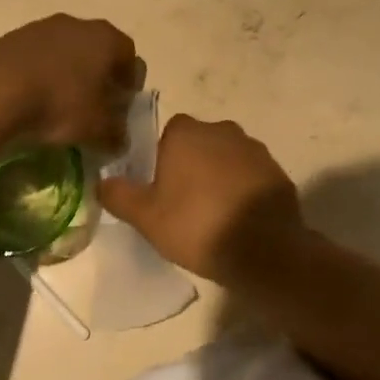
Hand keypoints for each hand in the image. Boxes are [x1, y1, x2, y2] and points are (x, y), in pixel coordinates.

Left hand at [0, 15, 140, 150]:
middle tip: (94, 106)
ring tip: (59, 105)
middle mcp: (77, 24)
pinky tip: (32, 99)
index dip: (129, 83)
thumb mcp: (96, 128)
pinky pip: (36, 57)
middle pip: (96, 50)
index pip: (129, 57)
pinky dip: (39, 75)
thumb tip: (119, 139)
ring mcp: (41, 27)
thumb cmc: (59, 103)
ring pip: (65, 52)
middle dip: (98, 77)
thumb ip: (115, 133)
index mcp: (106, 38)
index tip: (122, 106)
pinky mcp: (11, 37)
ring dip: (66, 75)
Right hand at [98, 115, 303, 284]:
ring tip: (214, 216)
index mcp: (186, 132)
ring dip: (219, 178)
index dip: (162, 162)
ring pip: (226, 159)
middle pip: (198, 144)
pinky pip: (250, 176)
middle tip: (185, 205)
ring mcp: (253, 148)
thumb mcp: (146, 217)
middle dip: (192, 167)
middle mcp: (221, 129)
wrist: (265, 250)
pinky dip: (243, 191)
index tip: (162, 191)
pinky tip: (239, 220)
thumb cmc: (197, 225)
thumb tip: (102, 182)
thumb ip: (119, 195)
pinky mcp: (277, 171)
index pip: (167, 135)